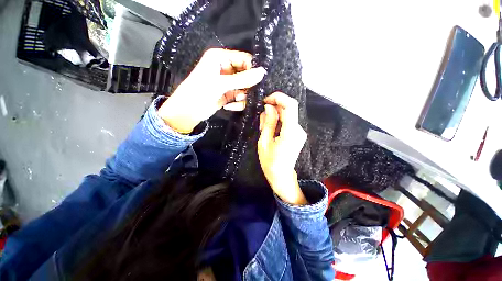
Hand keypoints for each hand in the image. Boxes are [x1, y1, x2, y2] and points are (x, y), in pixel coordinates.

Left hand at [158, 48, 265, 132]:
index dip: (252, 70)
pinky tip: (229, 106)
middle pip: (246, 75)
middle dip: (246, 87)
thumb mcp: (220, 84)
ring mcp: (228, 83)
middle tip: (243, 94)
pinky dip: (238, 103)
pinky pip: (240, 97)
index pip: (244, 59)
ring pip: (245, 88)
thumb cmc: (199, 93)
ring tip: (235, 100)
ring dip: (242, 96)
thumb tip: (262, 72)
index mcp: (220, 58)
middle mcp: (225, 68)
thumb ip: (242, 79)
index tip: (258, 81)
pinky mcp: (229, 94)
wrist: (187, 113)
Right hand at [258, 92, 307, 204]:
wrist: (281, 175)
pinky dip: (278, 121)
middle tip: (262, 118)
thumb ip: (267, 122)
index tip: (265, 100)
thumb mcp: (264, 142)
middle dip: (274, 108)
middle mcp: (299, 130)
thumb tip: (269, 107)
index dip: (278, 97)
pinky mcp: (298, 134)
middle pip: (289, 109)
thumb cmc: (270, 162)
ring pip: (287, 115)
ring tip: (264, 127)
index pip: (290, 105)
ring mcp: (300, 132)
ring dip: (275, 116)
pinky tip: (271, 130)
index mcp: (291, 132)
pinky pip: (288, 122)